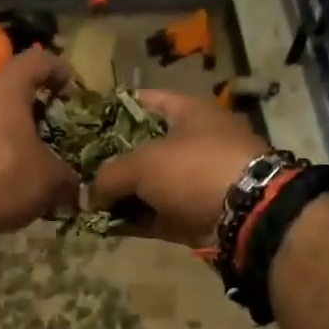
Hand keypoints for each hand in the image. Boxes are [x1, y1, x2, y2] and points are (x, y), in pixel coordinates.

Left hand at [0, 50, 79, 245]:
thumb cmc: (1, 179)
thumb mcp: (49, 180)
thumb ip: (68, 177)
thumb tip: (75, 186)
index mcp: (6, 86)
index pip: (38, 59)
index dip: (60, 71)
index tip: (72, 92)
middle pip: (10, 88)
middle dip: (34, 109)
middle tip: (53, 132)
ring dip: (10, 133)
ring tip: (29, 161)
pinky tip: (1, 180)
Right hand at [87, 90, 269, 246]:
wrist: (250, 215)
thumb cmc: (194, 169)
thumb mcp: (142, 164)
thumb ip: (108, 175)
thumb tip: (88, 195)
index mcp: (188, 112)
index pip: (143, 101)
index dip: (112, 111)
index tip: (84, 126)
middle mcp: (194, 141)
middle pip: (144, 147)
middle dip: (112, 160)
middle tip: (79, 171)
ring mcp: (198, 180)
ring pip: (150, 185)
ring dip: (121, 195)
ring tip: (85, 203)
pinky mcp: (197, 213)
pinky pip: (158, 214)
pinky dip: (135, 220)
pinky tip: (105, 227)